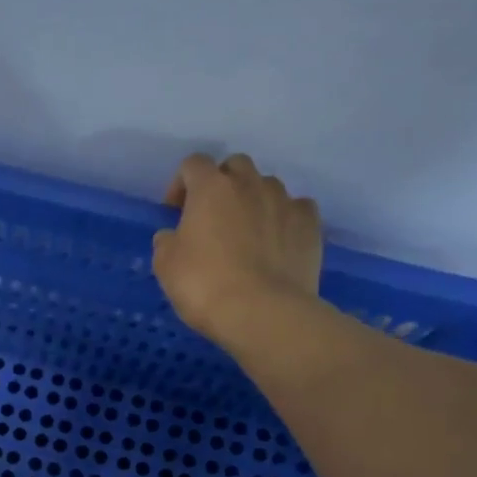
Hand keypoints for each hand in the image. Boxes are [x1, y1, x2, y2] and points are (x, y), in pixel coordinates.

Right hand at [153, 152, 323, 348]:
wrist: (262, 312)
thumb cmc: (204, 284)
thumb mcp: (165, 265)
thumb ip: (167, 242)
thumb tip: (174, 237)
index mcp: (211, 188)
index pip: (193, 164)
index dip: (181, 183)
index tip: (175, 210)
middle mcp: (250, 184)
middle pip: (235, 165)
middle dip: (222, 183)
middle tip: (213, 215)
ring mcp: (285, 202)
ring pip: (267, 185)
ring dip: (254, 199)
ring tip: (247, 230)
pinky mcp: (311, 225)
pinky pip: (297, 208)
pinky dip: (285, 217)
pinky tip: (277, 240)